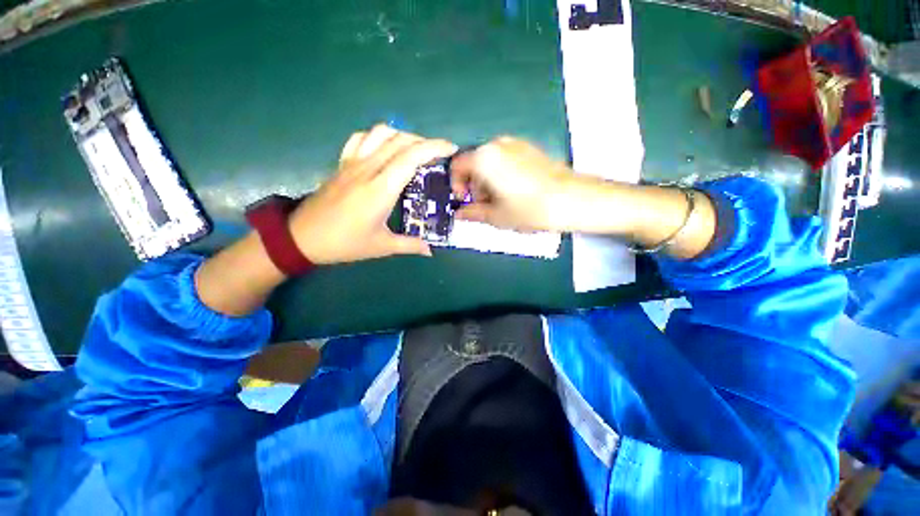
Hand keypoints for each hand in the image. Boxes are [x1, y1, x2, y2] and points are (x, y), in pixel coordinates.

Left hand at [289, 125, 456, 264]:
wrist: (302, 237)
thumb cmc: (345, 243)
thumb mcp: (382, 246)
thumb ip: (410, 245)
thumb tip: (431, 250)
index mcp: (381, 189)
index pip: (411, 157)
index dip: (434, 148)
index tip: (451, 149)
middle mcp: (368, 168)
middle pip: (400, 141)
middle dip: (425, 142)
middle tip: (439, 155)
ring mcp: (352, 163)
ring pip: (381, 133)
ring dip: (403, 136)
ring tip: (415, 150)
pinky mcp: (342, 164)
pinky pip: (360, 138)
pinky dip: (378, 136)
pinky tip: (384, 148)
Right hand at [450, 136, 716, 257]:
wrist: (575, 200)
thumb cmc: (529, 209)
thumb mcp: (496, 216)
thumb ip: (472, 213)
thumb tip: (458, 214)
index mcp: (485, 157)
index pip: (457, 166)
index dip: (456, 186)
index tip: (463, 203)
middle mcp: (498, 144)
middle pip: (474, 164)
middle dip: (473, 186)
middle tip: (483, 207)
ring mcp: (517, 144)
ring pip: (491, 163)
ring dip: (488, 183)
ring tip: (501, 204)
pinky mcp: (531, 150)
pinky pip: (506, 161)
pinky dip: (502, 177)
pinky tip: (516, 194)